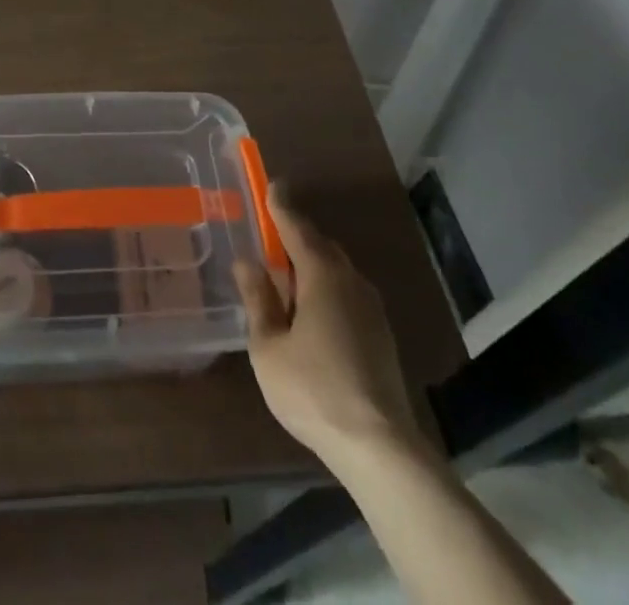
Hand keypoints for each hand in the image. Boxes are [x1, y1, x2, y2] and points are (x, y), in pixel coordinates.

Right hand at [233, 186, 419, 465]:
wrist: (378, 445)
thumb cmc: (313, 390)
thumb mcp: (268, 347)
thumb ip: (258, 300)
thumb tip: (247, 263)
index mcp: (321, 275)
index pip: (296, 226)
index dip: (280, 205)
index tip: (272, 184)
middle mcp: (350, 280)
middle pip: (320, 245)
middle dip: (295, 236)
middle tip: (270, 237)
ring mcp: (371, 307)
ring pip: (336, 270)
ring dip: (312, 265)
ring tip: (286, 278)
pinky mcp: (381, 333)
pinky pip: (347, 292)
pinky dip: (326, 287)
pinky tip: (312, 312)